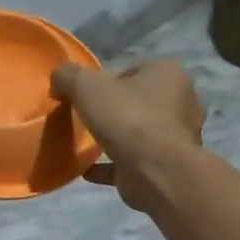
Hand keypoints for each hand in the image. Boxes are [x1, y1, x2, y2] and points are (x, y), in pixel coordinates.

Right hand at [52, 59, 204, 209]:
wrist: (155, 170)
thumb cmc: (127, 117)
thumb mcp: (86, 85)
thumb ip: (68, 76)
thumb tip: (59, 78)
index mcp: (168, 73)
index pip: (132, 69)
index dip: (105, 80)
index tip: (85, 95)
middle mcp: (181, 101)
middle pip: (137, 100)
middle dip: (113, 109)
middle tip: (86, 118)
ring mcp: (177, 136)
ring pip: (138, 131)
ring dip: (116, 137)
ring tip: (87, 143)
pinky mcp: (167, 165)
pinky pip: (133, 161)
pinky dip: (112, 165)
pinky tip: (88, 170)